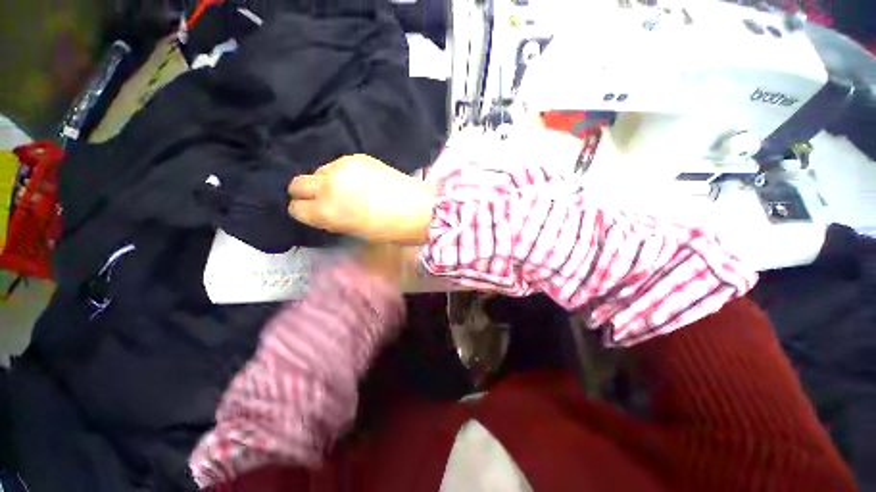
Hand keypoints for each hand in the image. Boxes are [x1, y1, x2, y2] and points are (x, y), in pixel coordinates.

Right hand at [288, 155, 435, 244]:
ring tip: (346, 190)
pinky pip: (337, 164)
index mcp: (326, 211)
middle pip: (298, 184)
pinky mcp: (358, 157)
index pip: (296, 208)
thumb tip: (323, 211)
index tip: (314, 215)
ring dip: (325, 182)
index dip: (305, 213)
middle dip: (306, 194)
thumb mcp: (354, 232)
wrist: (418, 209)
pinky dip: (341, 173)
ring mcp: (342, 167)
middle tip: (323, 201)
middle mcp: (328, 185)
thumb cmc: (389, 230)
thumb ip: (332, 219)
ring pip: (318, 172)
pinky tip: (358, 181)